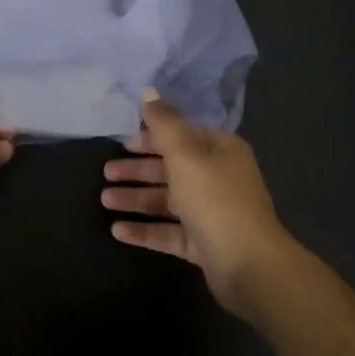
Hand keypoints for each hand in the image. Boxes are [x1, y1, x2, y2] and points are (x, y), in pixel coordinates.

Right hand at [101, 90, 290, 313]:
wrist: (250, 265)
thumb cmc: (215, 199)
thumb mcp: (185, 153)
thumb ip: (163, 122)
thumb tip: (148, 90)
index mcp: (220, 150)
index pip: (181, 135)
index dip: (151, 136)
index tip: (122, 141)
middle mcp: (218, 177)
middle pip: (171, 168)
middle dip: (138, 169)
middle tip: (106, 172)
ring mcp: (212, 212)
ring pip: (168, 200)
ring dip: (136, 199)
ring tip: (104, 200)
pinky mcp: (205, 243)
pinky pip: (169, 231)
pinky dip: (145, 229)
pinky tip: (117, 231)